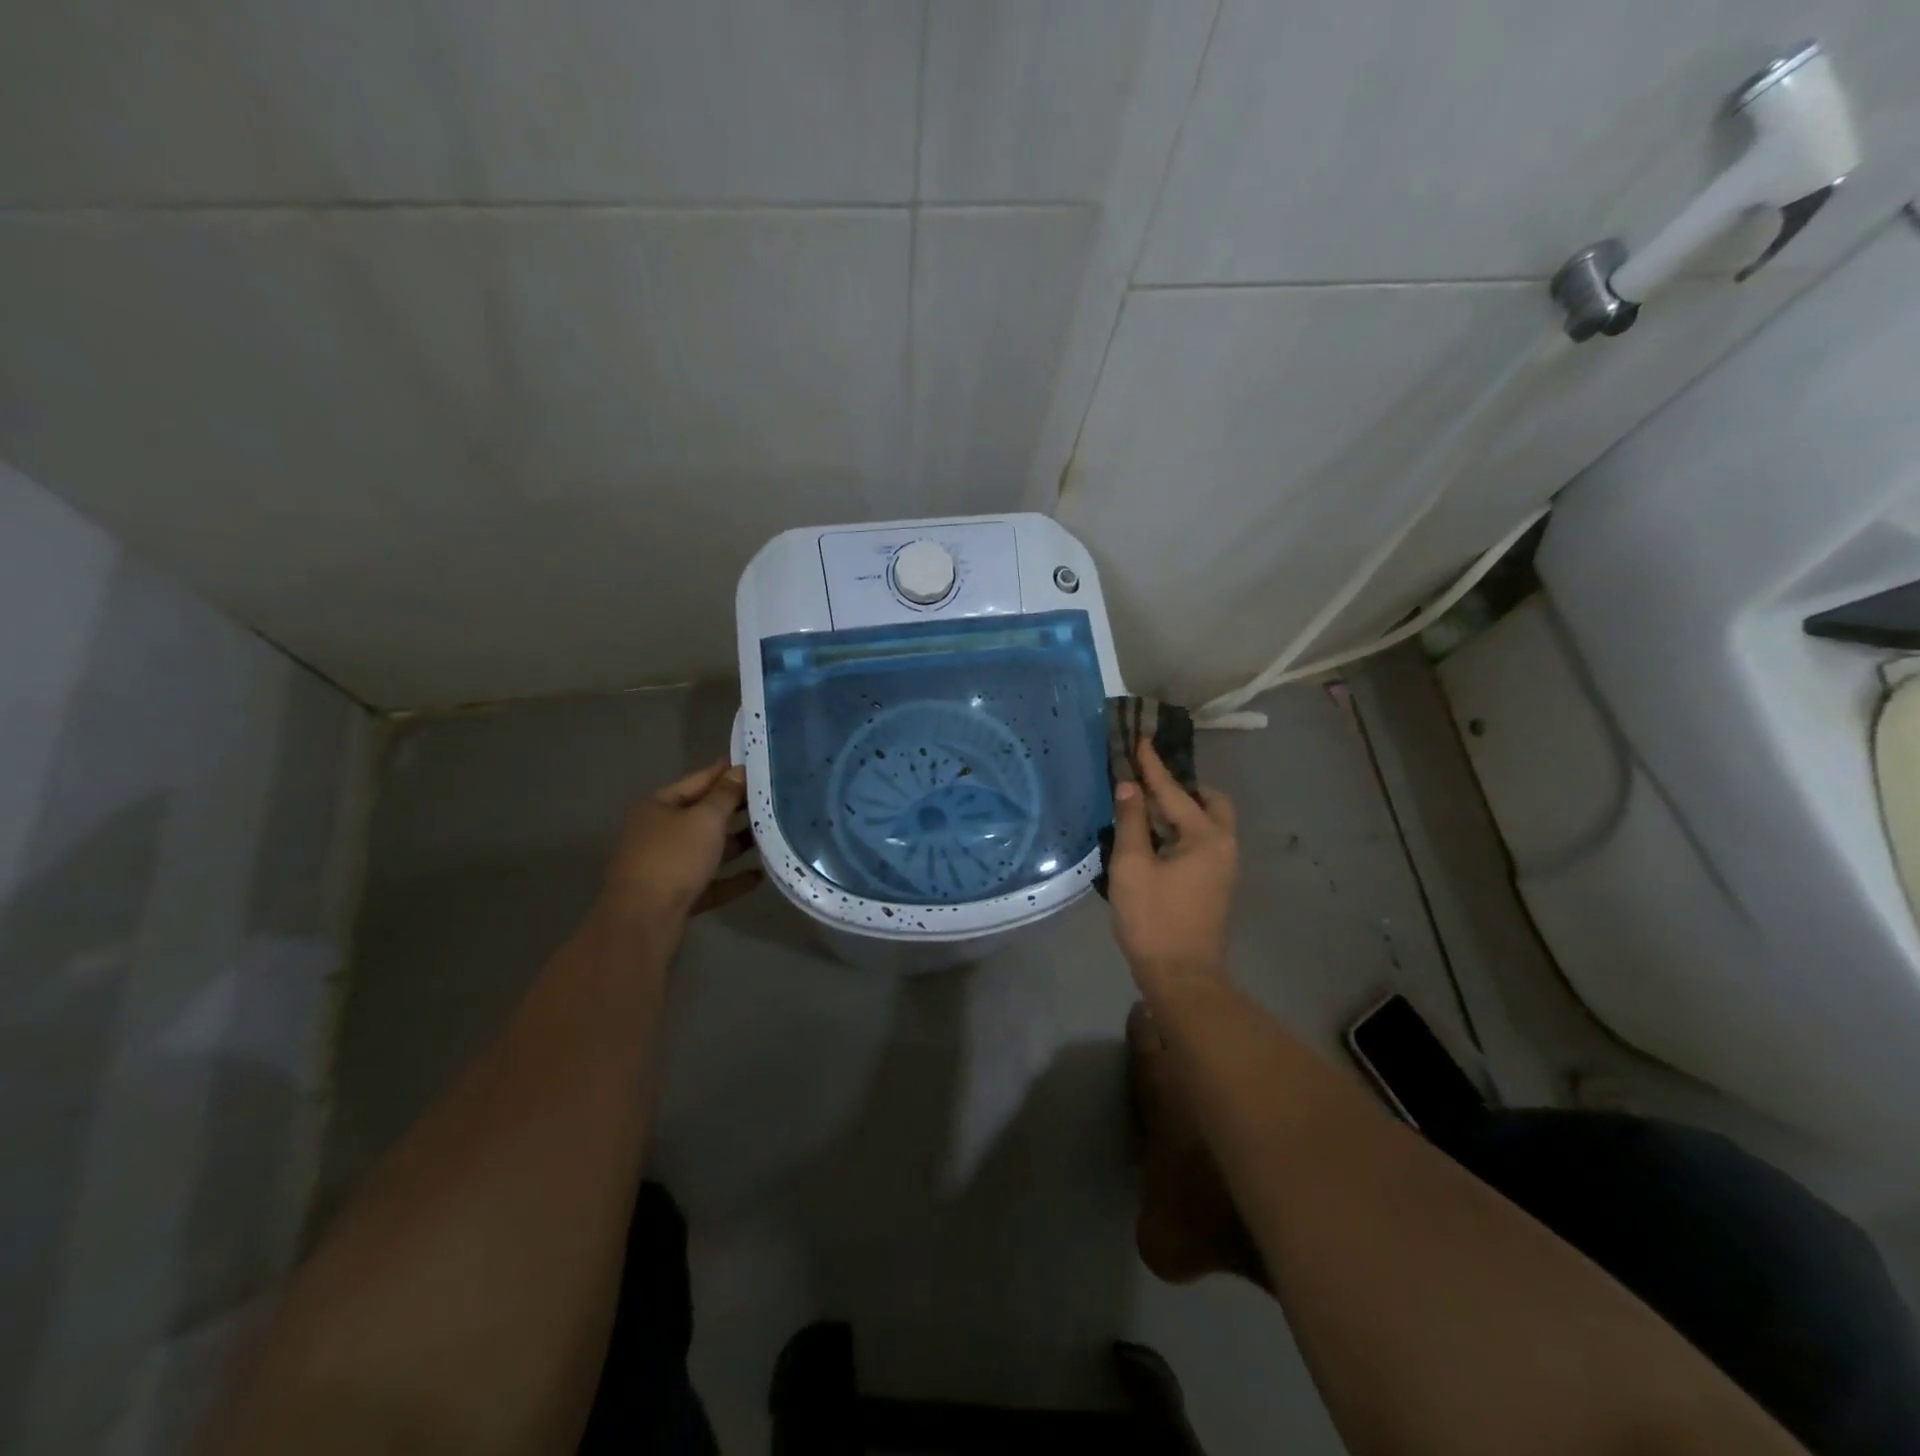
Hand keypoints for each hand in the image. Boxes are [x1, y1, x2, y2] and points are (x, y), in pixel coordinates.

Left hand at [599, 758, 762, 930]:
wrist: (643, 920)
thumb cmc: (674, 858)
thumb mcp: (705, 820)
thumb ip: (725, 795)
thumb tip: (738, 770)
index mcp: (659, 807)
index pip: (698, 780)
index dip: (725, 772)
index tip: (754, 765)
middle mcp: (659, 832)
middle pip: (702, 815)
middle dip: (735, 809)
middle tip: (771, 799)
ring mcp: (666, 866)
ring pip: (707, 849)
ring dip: (736, 843)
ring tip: (770, 835)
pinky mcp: (676, 895)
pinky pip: (710, 881)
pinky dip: (732, 878)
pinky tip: (759, 875)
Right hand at [1108, 740, 1237, 985]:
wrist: (1181, 976)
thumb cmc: (1153, 918)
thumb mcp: (1132, 866)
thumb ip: (1131, 822)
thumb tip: (1129, 787)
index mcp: (1206, 837)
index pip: (1175, 791)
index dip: (1153, 766)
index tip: (1140, 740)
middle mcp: (1224, 846)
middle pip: (1210, 803)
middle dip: (1182, 788)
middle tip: (1150, 785)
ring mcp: (1224, 867)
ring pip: (1209, 823)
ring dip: (1183, 810)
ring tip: (1148, 809)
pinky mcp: (1216, 884)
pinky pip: (1204, 841)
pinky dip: (1184, 830)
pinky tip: (1157, 838)